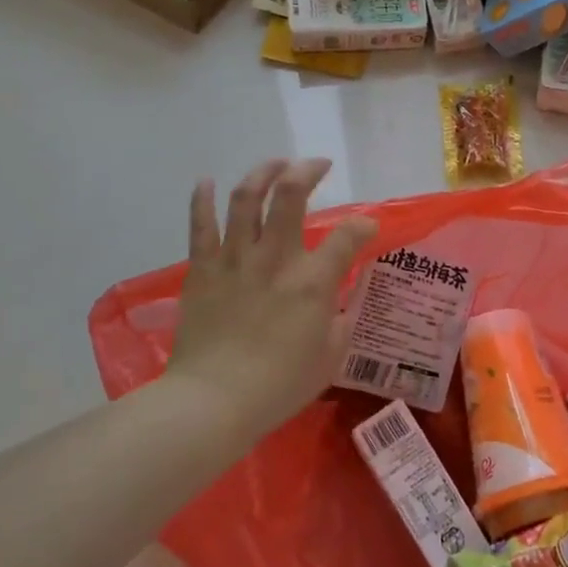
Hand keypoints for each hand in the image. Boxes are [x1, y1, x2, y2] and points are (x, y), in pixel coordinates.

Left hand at [167, 158, 377, 437]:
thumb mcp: (330, 358)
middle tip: (317, 165)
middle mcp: (276, 258)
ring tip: (275, 164)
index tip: (366, 228)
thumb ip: (342, 322)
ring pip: (246, 199)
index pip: (349, 236)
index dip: (364, 225)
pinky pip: (200, 226)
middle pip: (290, 195)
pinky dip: (202, 200)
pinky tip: (205, 181)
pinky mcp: (202, 269)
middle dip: (307, 171)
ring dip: (262, 173)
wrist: (213, 402)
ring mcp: (235, 259)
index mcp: (313, 281)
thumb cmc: (278, 386)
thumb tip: (344, 300)